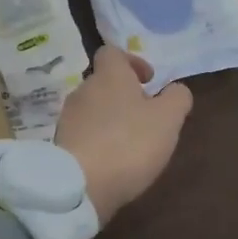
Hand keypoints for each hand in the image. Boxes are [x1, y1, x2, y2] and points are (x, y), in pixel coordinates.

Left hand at [55, 47, 193, 226]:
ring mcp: (68, 118)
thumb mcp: (168, 119)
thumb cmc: (130, 144)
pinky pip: (83, 133)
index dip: (132, 62)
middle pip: (103, 82)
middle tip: (146, 116)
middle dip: (124, 95)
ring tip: (130, 142)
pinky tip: (112, 160)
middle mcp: (83, 90)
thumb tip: (176, 89)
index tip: (149, 80)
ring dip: (111, 118)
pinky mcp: (60, 145)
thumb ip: (177, 98)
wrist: (80, 186)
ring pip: (92, 109)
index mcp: (109, 76)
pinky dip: (98, 140)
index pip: (112, 52)